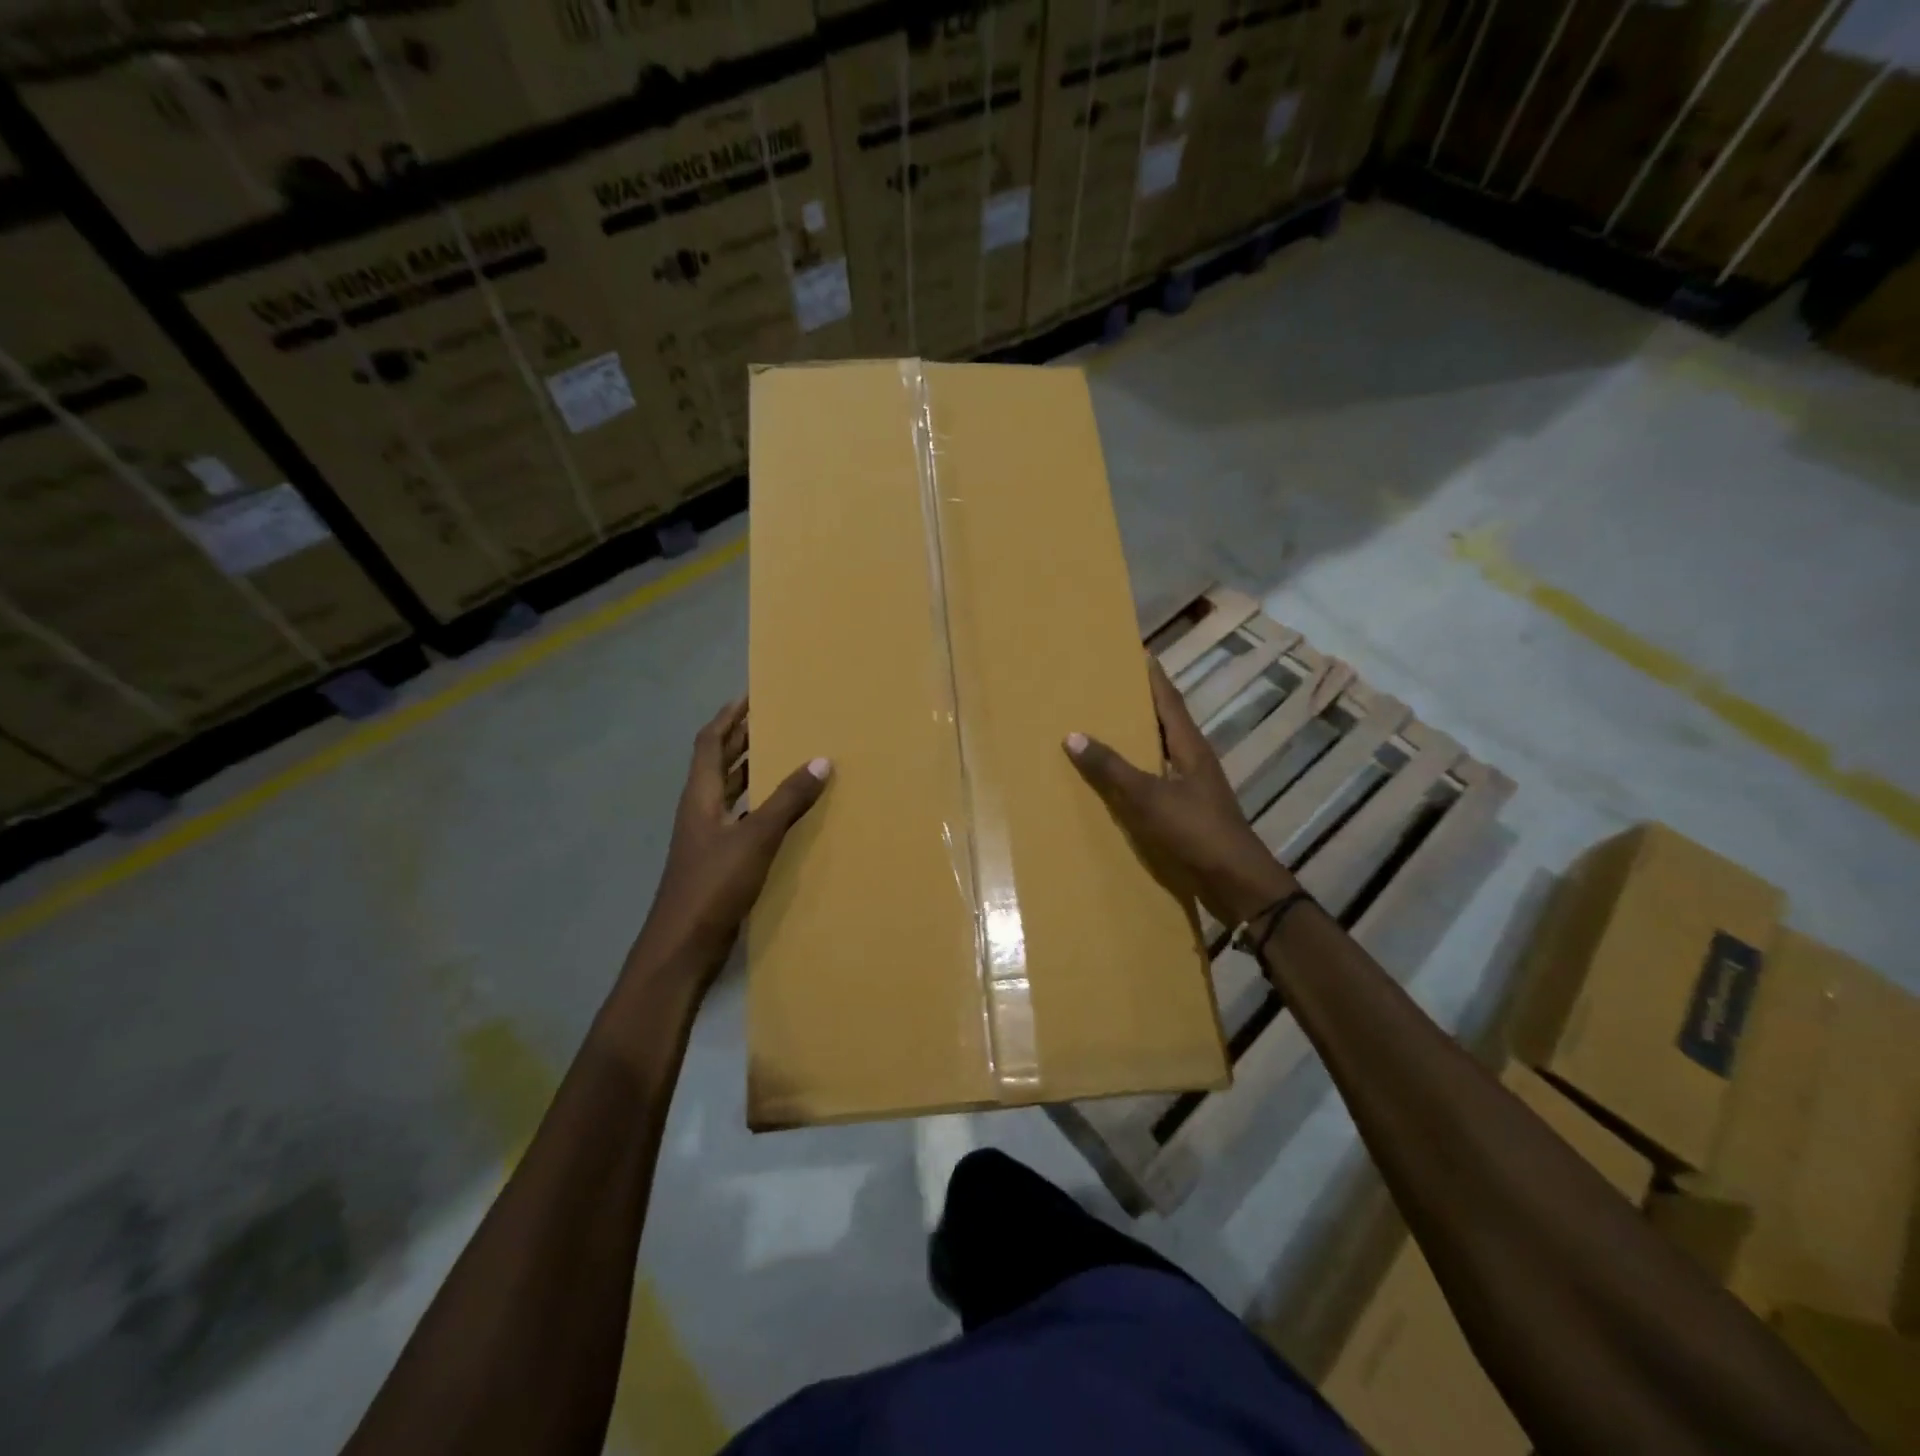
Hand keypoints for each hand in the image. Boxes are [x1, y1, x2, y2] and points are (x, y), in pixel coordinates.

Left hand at [629, 698, 830, 990]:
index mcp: (700, 797)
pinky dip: (760, 806)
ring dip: (752, 771)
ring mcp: (708, 838)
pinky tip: (784, 811)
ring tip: (785, 755)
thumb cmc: (713, 886)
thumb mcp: (755, 839)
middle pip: (719, 763)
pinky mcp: (719, 861)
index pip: (710, 743)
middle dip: (743, 738)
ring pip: (731, 792)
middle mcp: (701, 810)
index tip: (751, 695)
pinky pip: (742, 819)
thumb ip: (787, 800)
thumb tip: (821, 759)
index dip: (728, 717)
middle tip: (775, 718)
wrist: (682, 948)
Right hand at [1065, 657, 1293, 926]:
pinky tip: (1118, 779)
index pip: (1168, 700)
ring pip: (1161, 750)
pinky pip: (1157, 778)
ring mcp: (1193, 786)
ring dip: (1138, 737)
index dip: (1153, 676)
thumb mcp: (1149, 797)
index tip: (1137, 652)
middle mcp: (1193, 759)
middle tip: (1109, 687)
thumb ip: (1112, 768)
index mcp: (1190, 746)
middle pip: (1165, 721)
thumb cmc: (1196, 831)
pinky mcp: (1189, 810)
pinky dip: (1138, 770)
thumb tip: (1073, 734)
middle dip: (1141, 703)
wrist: (1235, 880)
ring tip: (1106, 726)